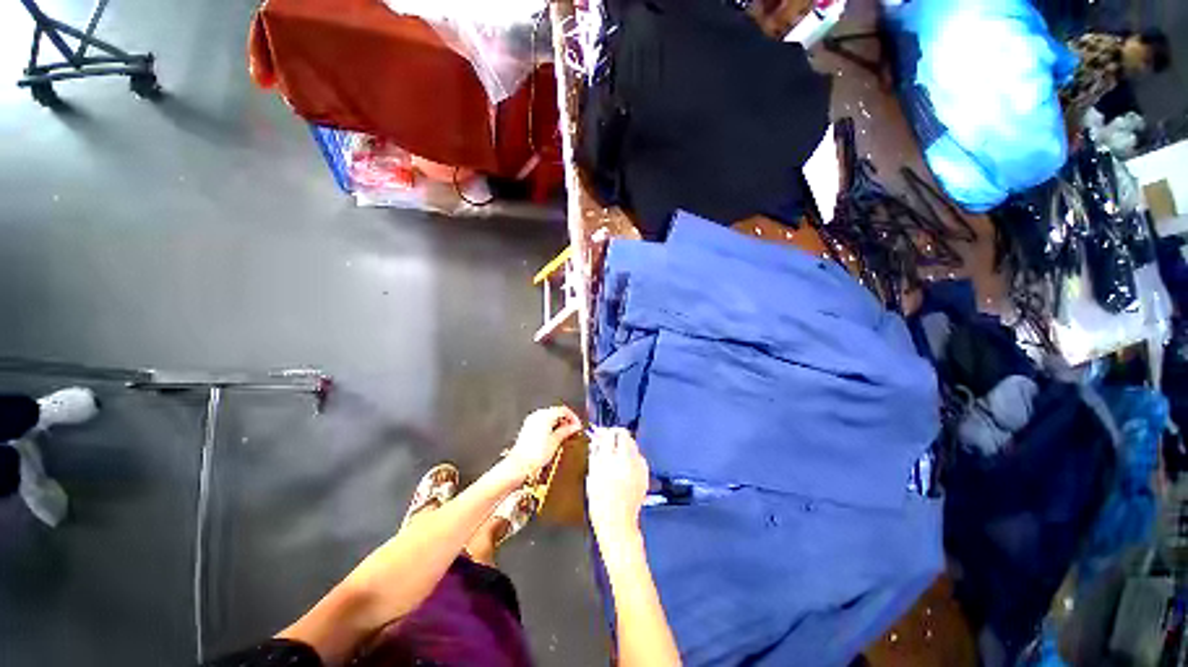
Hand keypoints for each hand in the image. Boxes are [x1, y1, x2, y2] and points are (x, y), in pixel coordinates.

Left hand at [507, 406, 581, 476]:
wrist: (520, 464)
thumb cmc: (535, 453)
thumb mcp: (556, 441)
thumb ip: (566, 431)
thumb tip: (575, 427)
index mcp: (546, 415)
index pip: (564, 410)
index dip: (573, 417)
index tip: (577, 426)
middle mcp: (538, 415)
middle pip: (556, 412)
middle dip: (566, 420)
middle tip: (573, 430)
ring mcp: (531, 420)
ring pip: (549, 417)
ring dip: (558, 424)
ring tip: (564, 435)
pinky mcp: (528, 427)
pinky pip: (542, 422)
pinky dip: (550, 426)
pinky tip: (553, 437)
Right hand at [586, 428, 649, 536]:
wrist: (617, 522)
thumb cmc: (600, 502)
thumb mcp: (592, 475)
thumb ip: (595, 454)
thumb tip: (597, 440)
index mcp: (610, 460)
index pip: (610, 434)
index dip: (604, 432)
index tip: (600, 433)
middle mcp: (626, 460)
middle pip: (625, 434)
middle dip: (616, 434)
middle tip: (609, 439)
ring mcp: (638, 466)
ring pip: (633, 444)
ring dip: (624, 444)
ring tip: (616, 454)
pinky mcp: (645, 473)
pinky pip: (639, 457)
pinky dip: (632, 457)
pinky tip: (625, 466)